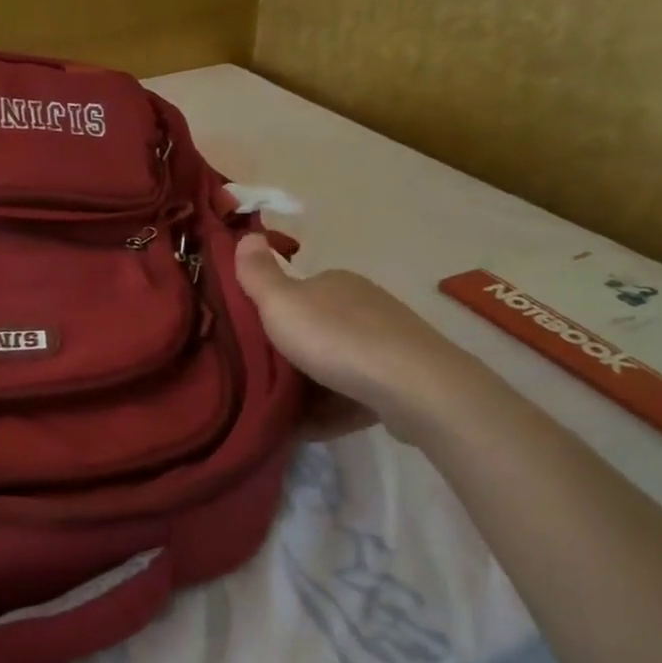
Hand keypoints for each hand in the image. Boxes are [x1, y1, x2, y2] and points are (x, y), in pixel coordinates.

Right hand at [235, 237, 488, 443]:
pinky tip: (311, 427)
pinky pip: (355, 394)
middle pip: (315, 330)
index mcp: (336, 283)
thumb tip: (248, 235)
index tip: (248, 340)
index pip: (296, 292)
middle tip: (258, 378)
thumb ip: (258, 275)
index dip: (270, 314)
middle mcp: (364, 306)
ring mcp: (386, 343)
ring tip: (280, 411)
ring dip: (309, 387)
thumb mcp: (281, 303)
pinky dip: (332, 409)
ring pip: (336, 364)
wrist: (413, 388)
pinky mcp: (400, 381)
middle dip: (289, 354)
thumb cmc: (337, 340)